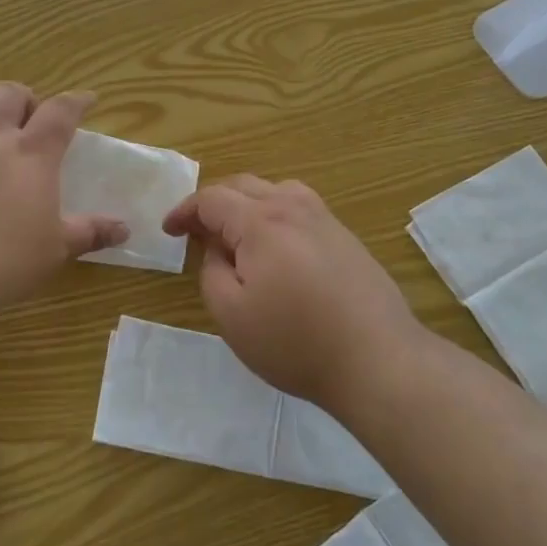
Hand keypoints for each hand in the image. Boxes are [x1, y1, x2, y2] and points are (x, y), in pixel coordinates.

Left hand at [0, 83, 129, 314]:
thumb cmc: (4, 261)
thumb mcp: (56, 250)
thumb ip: (90, 233)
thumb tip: (124, 229)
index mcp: (32, 154)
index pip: (60, 111)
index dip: (76, 100)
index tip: (86, 99)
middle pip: (9, 94)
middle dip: (26, 98)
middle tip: (32, 120)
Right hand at [162, 176, 423, 407]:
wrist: (377, 359)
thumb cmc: (295, 342)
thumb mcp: (232, 315)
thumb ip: (212, 272)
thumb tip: (217, 248)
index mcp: (260, 222)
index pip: (212, 198)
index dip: (185, 211)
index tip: (169, 231)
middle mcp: (293, 208)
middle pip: (244, 185)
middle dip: (214, 203)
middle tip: (197, 232)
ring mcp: (325, 220)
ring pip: (277, 191)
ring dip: (248, 203)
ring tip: (237, 233)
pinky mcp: (346, 238)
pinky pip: (301, 209)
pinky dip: (276, 215)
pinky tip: (278, 248)